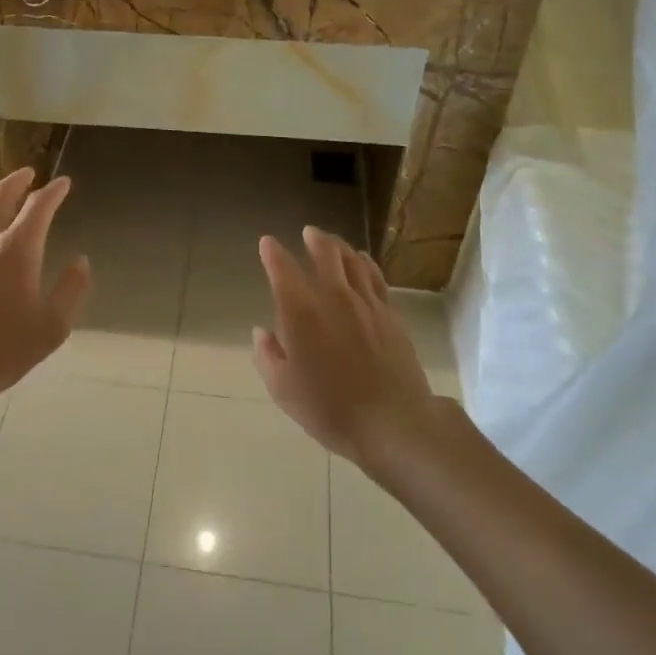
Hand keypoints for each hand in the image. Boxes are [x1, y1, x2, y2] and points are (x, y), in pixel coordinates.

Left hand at [0, 169, 90, 399]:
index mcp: (18, 249)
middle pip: (0, 194)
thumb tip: (81, 261)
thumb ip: (71, 290)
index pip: (39, 206)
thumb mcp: (52, 327)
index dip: (54, 191)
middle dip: (18, 180)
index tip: (64, 183)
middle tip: (29, 174)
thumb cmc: (1, 350)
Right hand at [252, 228, 434, 465]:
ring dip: (339, 246)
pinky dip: (365, 262)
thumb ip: (267, 355)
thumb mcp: (283, 390)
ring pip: (352, 260)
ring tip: (333, 241)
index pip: (282, 269)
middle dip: (314, 239)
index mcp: (300, 311)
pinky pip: (375, 277)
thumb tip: (262, 331)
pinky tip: (363, 260)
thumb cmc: (330, 409)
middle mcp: (333, 296)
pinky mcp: (389, 314)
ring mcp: (365, 302)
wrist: (393, 422)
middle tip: (308, 232)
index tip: (267, 243)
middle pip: (325, 253)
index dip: (272, 253)